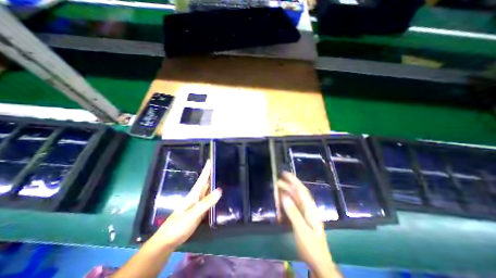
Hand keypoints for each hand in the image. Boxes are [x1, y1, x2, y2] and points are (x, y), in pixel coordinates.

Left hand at [149, 159, 222, 250]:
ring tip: (224, 176)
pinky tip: (221, 193)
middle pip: (207, 182)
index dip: (207, 169)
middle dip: (213, 173)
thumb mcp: (192, 214)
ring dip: (215, 183)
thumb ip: (206, 202)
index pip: (202, 178)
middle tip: (223, 166)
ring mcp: (199, 203)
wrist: (168, 241)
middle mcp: (198, 196)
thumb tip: (220, 190)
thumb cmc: (178, 226)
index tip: (211, 159)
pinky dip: (215, 194)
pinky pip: (210, 199)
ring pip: (209, 190)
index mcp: (194, 194)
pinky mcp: (201, 210)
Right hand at [277, 173, 339, 276]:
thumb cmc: (311, 246)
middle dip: (288, 185)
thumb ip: (293, 213)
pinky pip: (293, 206)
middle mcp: (308, 208)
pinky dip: (287, 202)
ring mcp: (305, 213)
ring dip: (287, 192)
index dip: (293, 180)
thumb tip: (284, 196)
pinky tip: (282, 201)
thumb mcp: (301, 230)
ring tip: (278, 188)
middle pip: (298, 193)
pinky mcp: (302, 218)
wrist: (319, 262)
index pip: (301, 190)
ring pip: (295, 199)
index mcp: (310, 209)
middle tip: (277, 181)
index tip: (285, 173)